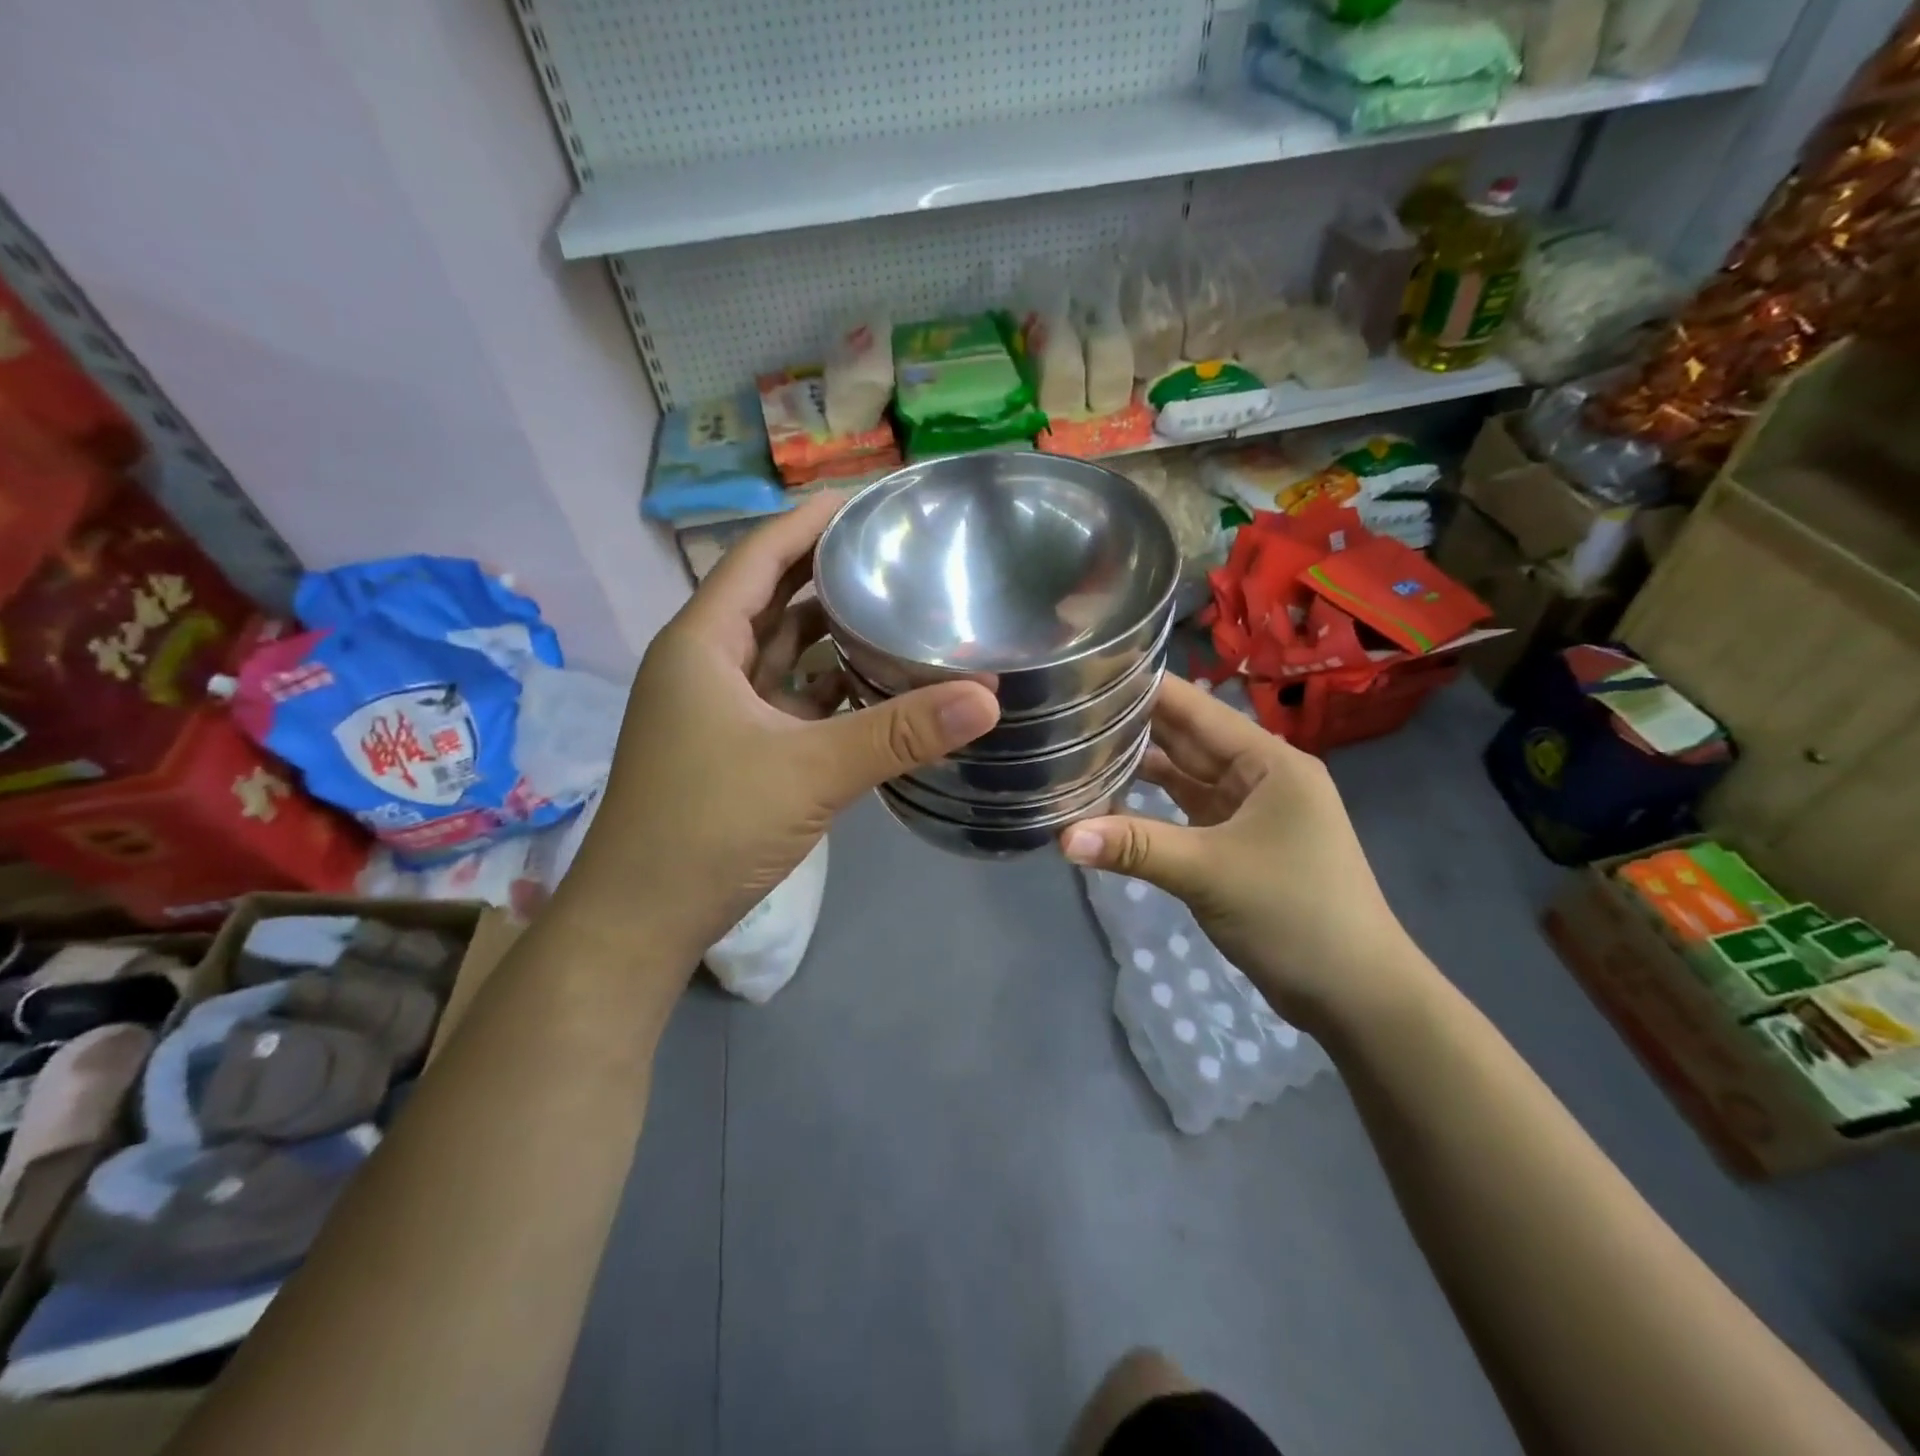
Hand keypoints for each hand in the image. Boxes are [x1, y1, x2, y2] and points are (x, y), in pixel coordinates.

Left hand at [564, 495, 1000, 959]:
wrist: (642, 919)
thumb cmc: (708, 827)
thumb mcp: (811, 772)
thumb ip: (899, 733)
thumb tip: (989, 697)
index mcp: (703, 643)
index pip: (759, 555)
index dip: (810, 521)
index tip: (868, 499)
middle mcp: (706, 664)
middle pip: (773, 597)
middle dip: (829, 572)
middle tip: (898, 550)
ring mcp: (719, 709)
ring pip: (783, 651)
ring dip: (833, 632)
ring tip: (898, 606)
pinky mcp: (736, 748)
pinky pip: (789, 697)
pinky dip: (829, 686)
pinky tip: (876, 683)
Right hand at [1060, 676, 1430, 1029]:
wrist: (1356, 994)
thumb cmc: (1295, 915)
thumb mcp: (1210, 873)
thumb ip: (1136, 847)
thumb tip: (1062, 836)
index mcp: (1269, 762)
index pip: (1197, 710)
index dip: (1146, 689)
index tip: (1090, 673)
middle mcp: (1261, 776)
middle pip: (1189, 740)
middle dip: (1135, 726)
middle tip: (1071, 709)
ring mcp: (1251, 812)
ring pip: (1186, 777)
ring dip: (1141, 767)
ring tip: (1081, 747)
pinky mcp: (1239, 844)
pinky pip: (1189, 813)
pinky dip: (1154, 808)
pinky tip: (1112, 801)